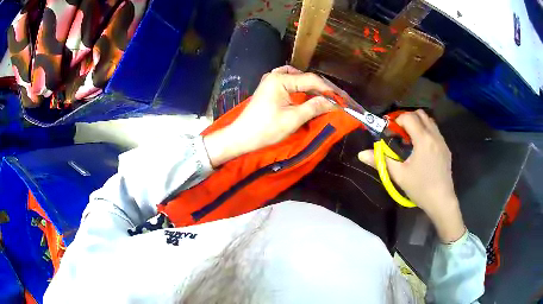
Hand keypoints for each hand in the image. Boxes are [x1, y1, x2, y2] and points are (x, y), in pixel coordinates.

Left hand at [203, 66, 334, 166]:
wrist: (241, 137)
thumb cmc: (265, 129)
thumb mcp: (293, 119)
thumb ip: (314, 107)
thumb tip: (334, 104)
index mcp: (280, 79)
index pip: (311, 80)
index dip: (329, 90)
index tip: (342, 100)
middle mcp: (275, 75)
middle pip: (305, 78)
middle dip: (321, 89)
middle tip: (336, 99)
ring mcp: (271, 81)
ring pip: (297, 79)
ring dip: (311, 87)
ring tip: (324, 97)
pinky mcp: (269, 88)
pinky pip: (289, 83)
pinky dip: (300, 88)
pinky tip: (306, 94)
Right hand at [358, 110, 465, 242]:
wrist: (442, 200)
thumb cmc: (420, 188)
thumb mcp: (399, 175)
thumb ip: (381, 161)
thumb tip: (361, 154)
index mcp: (423, 140)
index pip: (409, 117)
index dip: (397, 120)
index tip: (391, 131)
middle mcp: (434, 135)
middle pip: (421, 114)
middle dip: (408, 118)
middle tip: (400, 133)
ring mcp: (442, 141)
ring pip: (430, 121)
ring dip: (418, 124)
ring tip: (410, 139)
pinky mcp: (446, 148)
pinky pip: (435, 131)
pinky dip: (426, 131)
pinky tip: (421, 148)